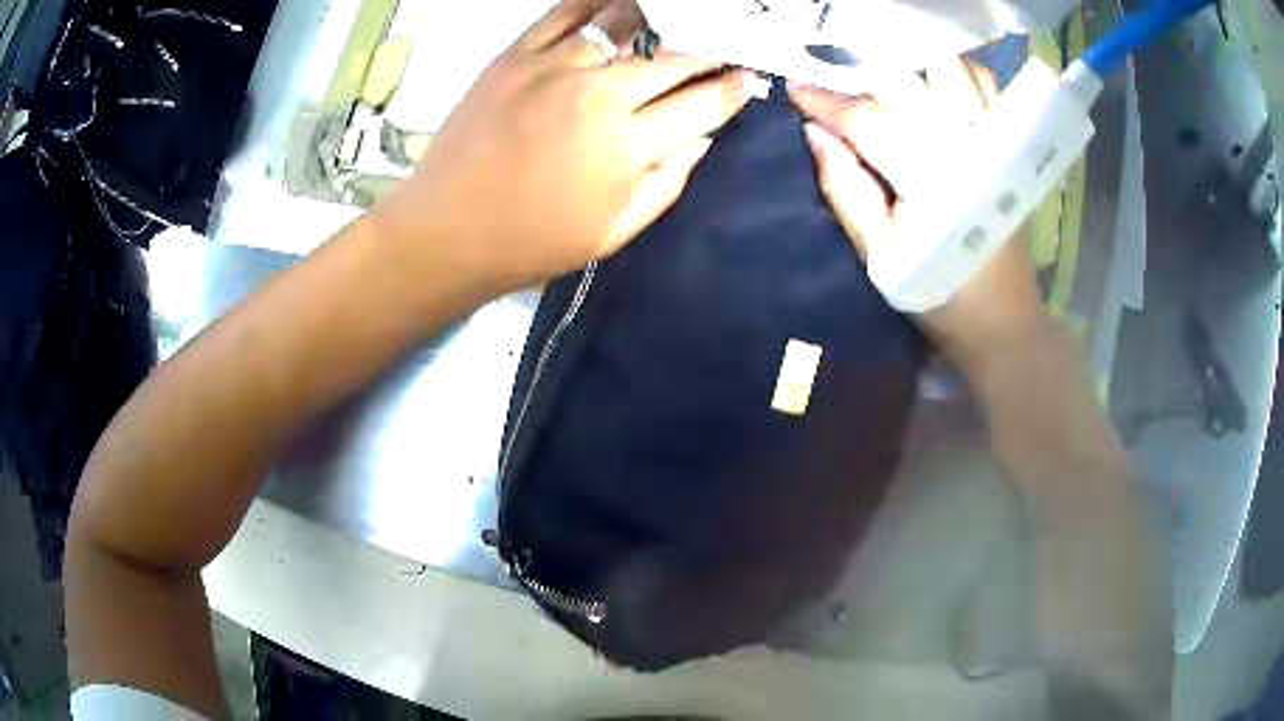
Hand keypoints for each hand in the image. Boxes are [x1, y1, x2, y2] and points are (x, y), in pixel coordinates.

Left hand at [371, 0, 762, 292]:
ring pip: (625, 25)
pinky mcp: (514, 56)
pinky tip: (622, 3)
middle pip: (671, 59)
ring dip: (662, 21)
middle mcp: (596, 95)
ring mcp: (552, 67)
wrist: (444, 233)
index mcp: (625, 147)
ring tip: (681, 21)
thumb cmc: (531, 243)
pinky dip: (599, 2)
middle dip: (710, 51)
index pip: (701, 105)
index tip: (751, 80)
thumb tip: (704, 139)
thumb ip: (667, 182)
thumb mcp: (613, 233)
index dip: (733, 91)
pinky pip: (565, 12)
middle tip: (727, 45)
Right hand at [788, 60, 1049, 373]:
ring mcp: (993, 139)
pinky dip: (954, 72)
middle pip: (905, 83)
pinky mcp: (1009, 141)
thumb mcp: (880, 259)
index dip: (826, 102)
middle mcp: (966, 147)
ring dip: (910, 69)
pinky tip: (933, 85)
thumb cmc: (938, 294)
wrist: (1003, 320)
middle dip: (860, 79)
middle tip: (835, 89)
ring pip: (947, 69)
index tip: (794, 89)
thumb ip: (846, 192)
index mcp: (932, 181)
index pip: (869, 121)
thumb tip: (813, 133)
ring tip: (884, 84)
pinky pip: (984, 82)